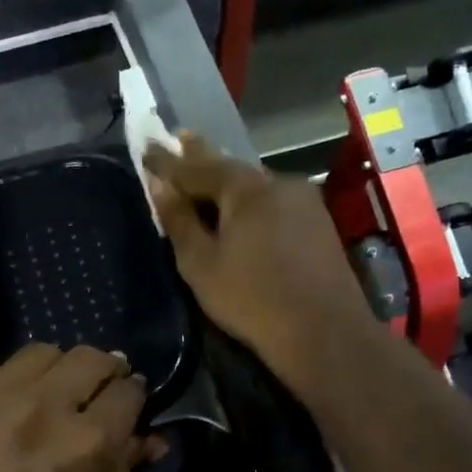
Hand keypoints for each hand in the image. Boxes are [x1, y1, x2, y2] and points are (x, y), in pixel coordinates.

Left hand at [0, 344, 156, 471]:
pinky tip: (13, 406)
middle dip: (106, 369)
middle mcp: (45, 407)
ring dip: (59, 369)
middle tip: (100, 387)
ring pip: (43, 353)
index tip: (130, 401)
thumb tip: (151, 437)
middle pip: (90, 358)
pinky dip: (16, 382)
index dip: (135, 394)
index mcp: (89, 443)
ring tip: (55, 390)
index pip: (128, 390)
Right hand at [144, 133, 376, 394]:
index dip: (167, 161)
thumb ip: (179, 220)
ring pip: (254, 185)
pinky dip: (249, 200)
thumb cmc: (251, 299)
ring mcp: (304, 201)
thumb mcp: (200, 264)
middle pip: (230, 168)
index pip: (196, 167)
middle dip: (201, 156)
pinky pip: (272, 201)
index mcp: (246, 188)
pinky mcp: (317, 223)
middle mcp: (278, 183)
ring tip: (204, 171)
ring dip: (227, 180)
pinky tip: (241, 206)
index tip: (147, 148)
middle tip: (179, 137)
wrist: (324, 333)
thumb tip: (159, 185)